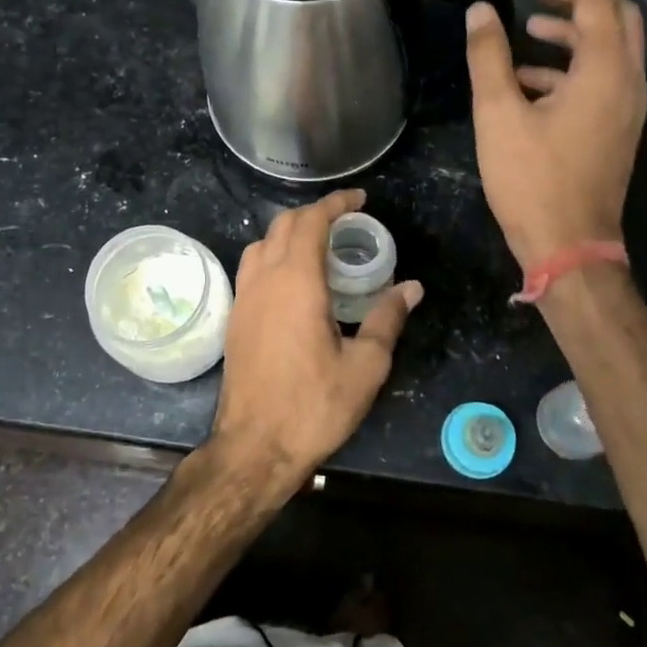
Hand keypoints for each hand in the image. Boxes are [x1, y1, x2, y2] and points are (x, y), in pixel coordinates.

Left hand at [209, 189, 422, 490]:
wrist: (254, 447)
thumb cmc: (314, 406)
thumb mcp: (365, 365)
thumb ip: (387, 319)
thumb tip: (411, 288)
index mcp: (296, 282)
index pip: (312, 221)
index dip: (336, 203)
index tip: (359, 199)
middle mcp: (264, 279)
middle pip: (284, 225)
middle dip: (315, 213)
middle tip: (346, 221)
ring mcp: (244, 298)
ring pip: (262, 243)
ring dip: (290, 233)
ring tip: (320, 246)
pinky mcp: (235, 318)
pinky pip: (252, 268)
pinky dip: (274, 255)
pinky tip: (294, 281)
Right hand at [465, 0, 646, 268]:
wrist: (570, 247)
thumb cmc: (533, 180)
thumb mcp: (499, 115)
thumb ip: (489, 57)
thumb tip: (480, 12)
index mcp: (605, 71)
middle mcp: (628, 82)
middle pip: (616, 16)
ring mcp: (627, 109)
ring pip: (610, 49)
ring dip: (572, 33)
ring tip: (526, 30)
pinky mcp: (617, 130)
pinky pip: (602, 80)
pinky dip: (570, 68)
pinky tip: (528, 83)